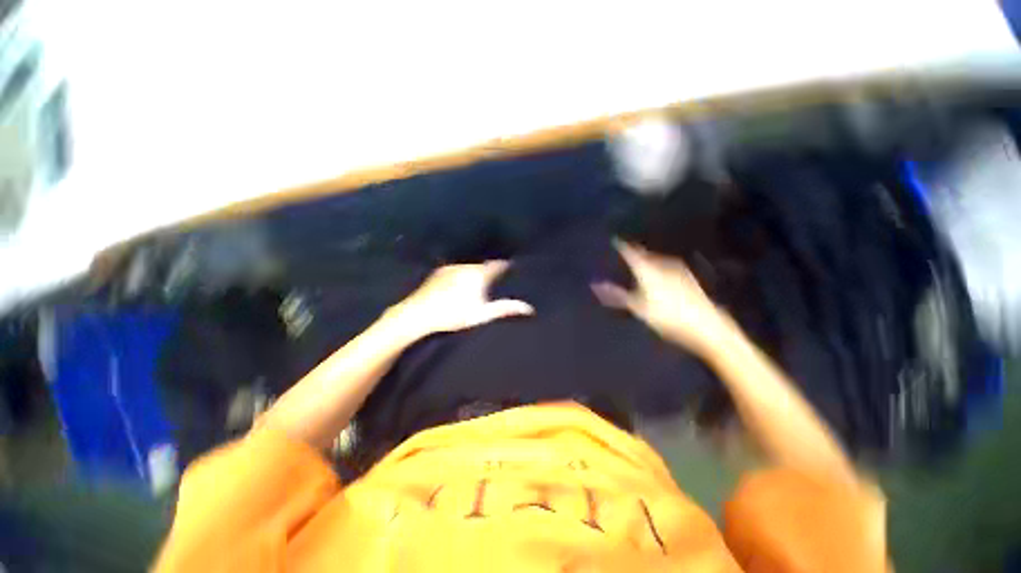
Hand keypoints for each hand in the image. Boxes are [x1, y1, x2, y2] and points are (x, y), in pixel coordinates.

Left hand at [391, 261, 533, 339]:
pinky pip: (457, 270)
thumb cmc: (453, 315)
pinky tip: (459, 285)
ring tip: (478, 283)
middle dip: (490, 271)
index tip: (511, 267)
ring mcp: (451, 268)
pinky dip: (463, 274)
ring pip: (469, 267)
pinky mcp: (439, 272)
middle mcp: (466, 266)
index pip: (497, 265)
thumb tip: (529, 308)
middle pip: (483, 266)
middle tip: (496, 280)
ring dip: (476, 272)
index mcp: (478, 274)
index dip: (505, 265)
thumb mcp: (482, 314)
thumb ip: (505, 309)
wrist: (418, 314)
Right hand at [593, 241, 731, 356]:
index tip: (614, 240)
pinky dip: (658, 268)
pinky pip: (667, 266)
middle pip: (644, 254)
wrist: (706, 326)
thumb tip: (595, 285)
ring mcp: (677, 269)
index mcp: (647, 270)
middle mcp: (662, 264)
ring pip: (656, 260)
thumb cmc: (667, 317)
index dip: (621, 246)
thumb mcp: (638, 308)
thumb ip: (616, 295)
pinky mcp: (688, 277)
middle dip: (634, 253)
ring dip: (647, 261)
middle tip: (624, 256)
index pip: (631, 252)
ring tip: (638, 266)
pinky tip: (658, 277)